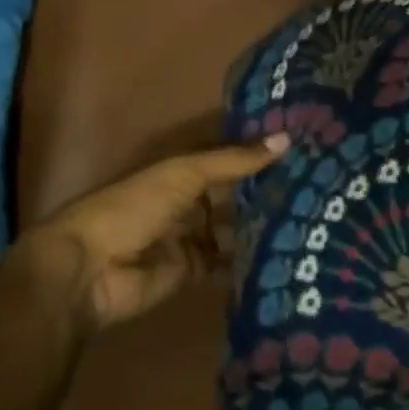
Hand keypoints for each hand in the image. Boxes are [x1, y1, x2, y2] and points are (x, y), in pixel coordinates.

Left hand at [16, 137, 287, 330]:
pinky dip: (251, 259)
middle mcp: (189, 203)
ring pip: (235, 229)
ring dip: (262, 225)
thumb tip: (288, 137)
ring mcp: (192, 239)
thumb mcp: (184, 174)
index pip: (227, 159)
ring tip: (312, 218)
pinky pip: (228, 263)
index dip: (259, 154)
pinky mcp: (194, 272)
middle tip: (319, 186)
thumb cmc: (132, 208)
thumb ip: (235, 160)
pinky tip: (287, 252)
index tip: (303, 147)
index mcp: (181, 173)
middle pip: (234, 195)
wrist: (89, 271)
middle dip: (267, 191)